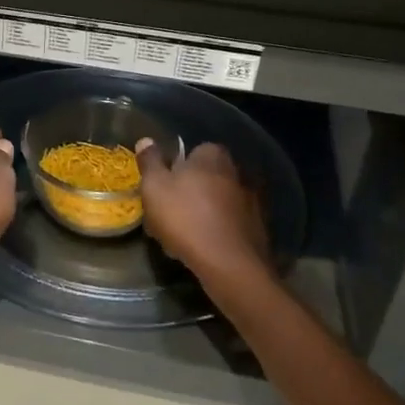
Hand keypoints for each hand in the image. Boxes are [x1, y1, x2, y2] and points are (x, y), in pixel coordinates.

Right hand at [136, 140, 269, 285]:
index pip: (193, 151)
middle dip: (190, 191)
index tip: (162, 187)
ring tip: (184, 234)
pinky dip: (218, 230)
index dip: (176, 168)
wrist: (229, 264)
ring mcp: (251, 200)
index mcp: (213, 156)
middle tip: (169, 212)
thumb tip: (146, 140)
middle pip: (206, 177)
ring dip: (204, 212)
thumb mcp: (155, 187)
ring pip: (218, 201)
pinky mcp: (258, 227)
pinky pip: (230, 223)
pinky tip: (204, 246)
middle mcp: (237, 172)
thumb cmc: (185, 218)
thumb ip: (150, 162)